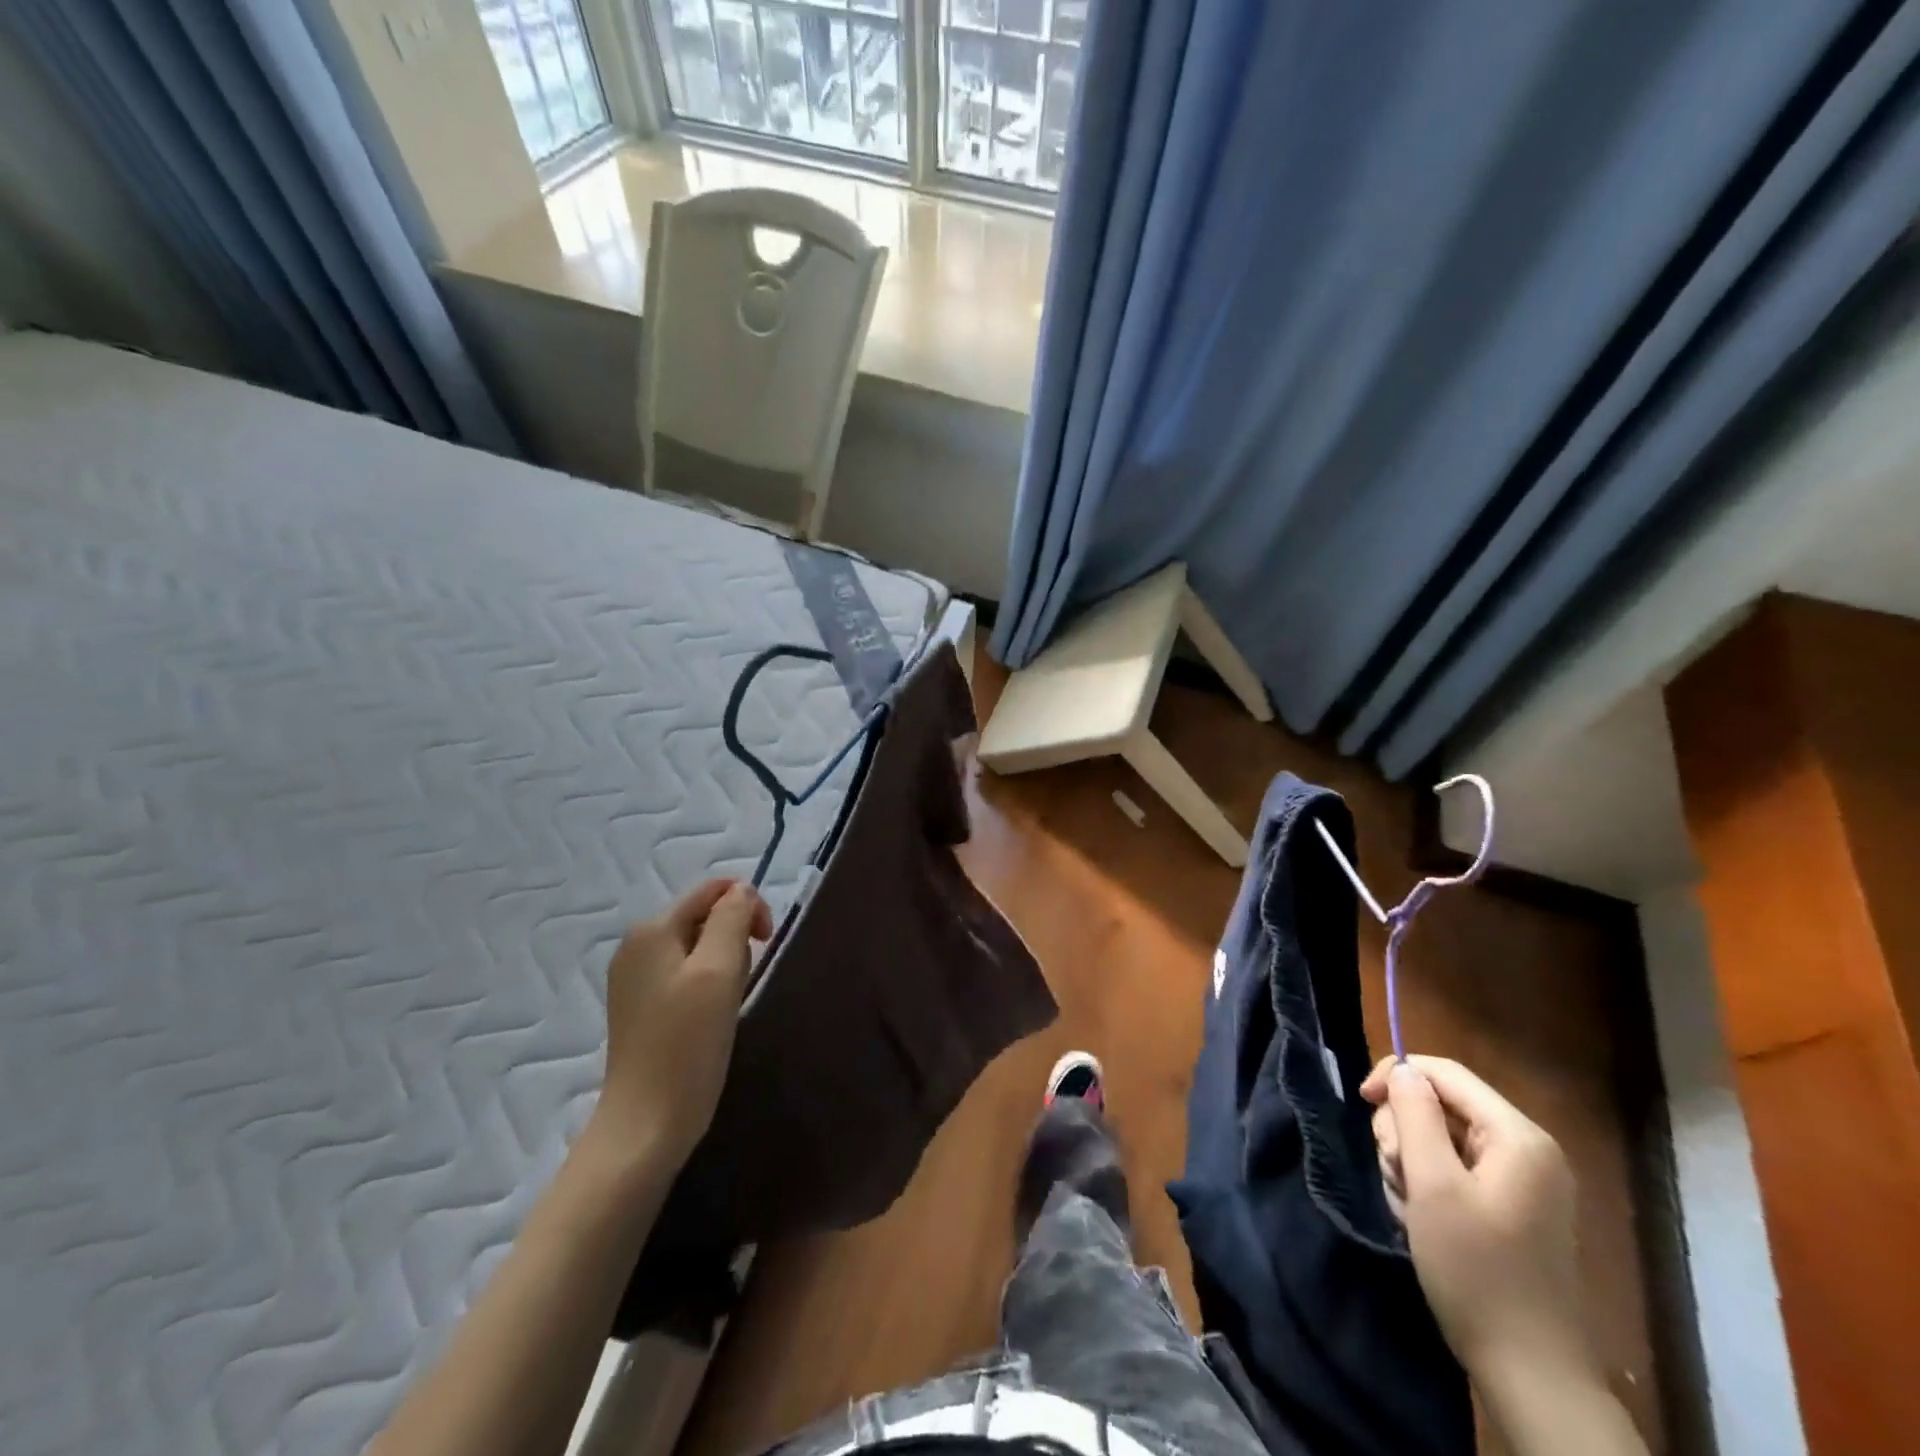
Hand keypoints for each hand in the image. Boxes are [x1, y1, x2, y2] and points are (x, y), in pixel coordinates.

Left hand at [587, 879, 771, 1167]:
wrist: (646, 1124)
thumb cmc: (687, 1044)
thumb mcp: (719, 971)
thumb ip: (732, 918)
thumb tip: (741, 891)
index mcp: (651, 929)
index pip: (712, 890)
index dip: (747, 906)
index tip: (765, 943)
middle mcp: (636, 945)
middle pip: (704, 916)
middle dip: (734, 939)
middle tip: (741, 982)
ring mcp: (635, 977)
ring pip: (698, 947)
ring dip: (724, 965)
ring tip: (726, 1004)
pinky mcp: (641, 1006)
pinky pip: (685, 974)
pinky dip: (707, 986)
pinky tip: (710, 1017)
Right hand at [1361, 1055, 1588, 1376]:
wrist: (1528, 1372)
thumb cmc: (1476, 1270)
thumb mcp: (1432, 1184)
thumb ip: (1414, 1115)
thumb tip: (1404, 1070)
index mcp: (1518, 1137)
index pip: (1445, 1073)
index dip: (1397, 1076)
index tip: (1361, 1101)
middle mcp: (1526, 1150)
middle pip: (1441, 1104)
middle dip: (1404, 1130)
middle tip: (1396, 1172)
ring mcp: (1521, 1181)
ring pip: (1439, 1137)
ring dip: (1410, 1161)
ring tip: (1409, 1204)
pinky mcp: (1510, 1207)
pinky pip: (1453, 1169)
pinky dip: (1427, 1184)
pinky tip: (1421, 1218)